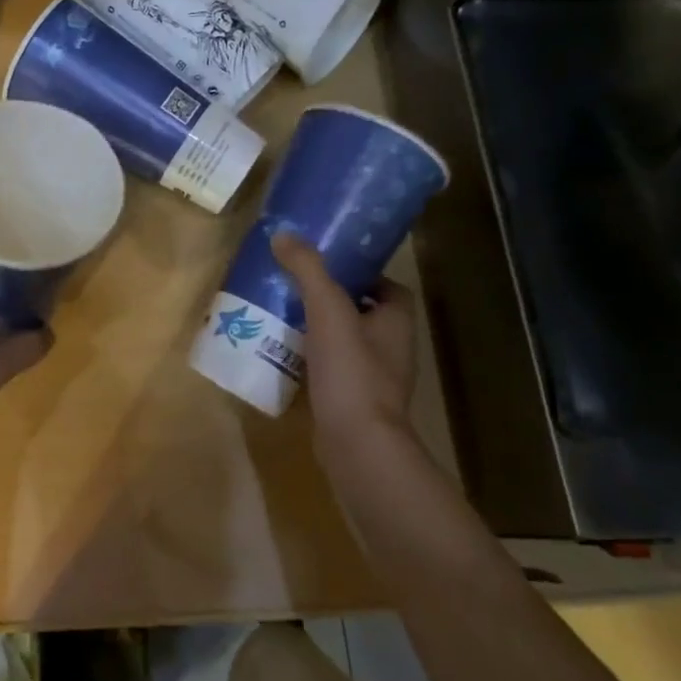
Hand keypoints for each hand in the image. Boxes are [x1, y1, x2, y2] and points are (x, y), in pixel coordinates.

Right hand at [271, 233, 419, 450]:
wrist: (356, 444)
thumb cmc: (351, 372)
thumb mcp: (328, 310)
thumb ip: (308, 270)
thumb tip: (283, 235)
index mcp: (396, 324)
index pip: (390, 290)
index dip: (366, 276)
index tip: (331, 269)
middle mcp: (392, 350)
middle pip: (367, 316)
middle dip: (337, 302)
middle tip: (298, 289)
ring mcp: (374, 381)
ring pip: (348, 345)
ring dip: (322, 333)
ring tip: (284, 318)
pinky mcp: (352, 404)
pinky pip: (333, 372)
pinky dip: (313, 362)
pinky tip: (283, 356)